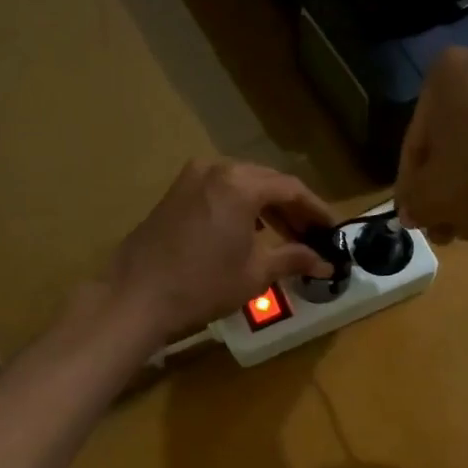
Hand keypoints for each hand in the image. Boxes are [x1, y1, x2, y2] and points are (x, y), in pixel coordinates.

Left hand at [103, 159, 335, 344]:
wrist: (135, 298)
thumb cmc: (201, 286)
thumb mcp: (255, 274)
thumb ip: (293, 259)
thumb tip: (325, 262)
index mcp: (240, 183)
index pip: (291, 189)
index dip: (316, 210)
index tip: (332, 230)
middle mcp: (216, 169)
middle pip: (266, 182)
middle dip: (292, 208)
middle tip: (312, 236)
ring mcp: (191, 178)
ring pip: (241, 185)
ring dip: (266, 208)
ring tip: (285, 237)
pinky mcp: (174, 193)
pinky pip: (219, 191)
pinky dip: (240, 207)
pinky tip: (250, 233)